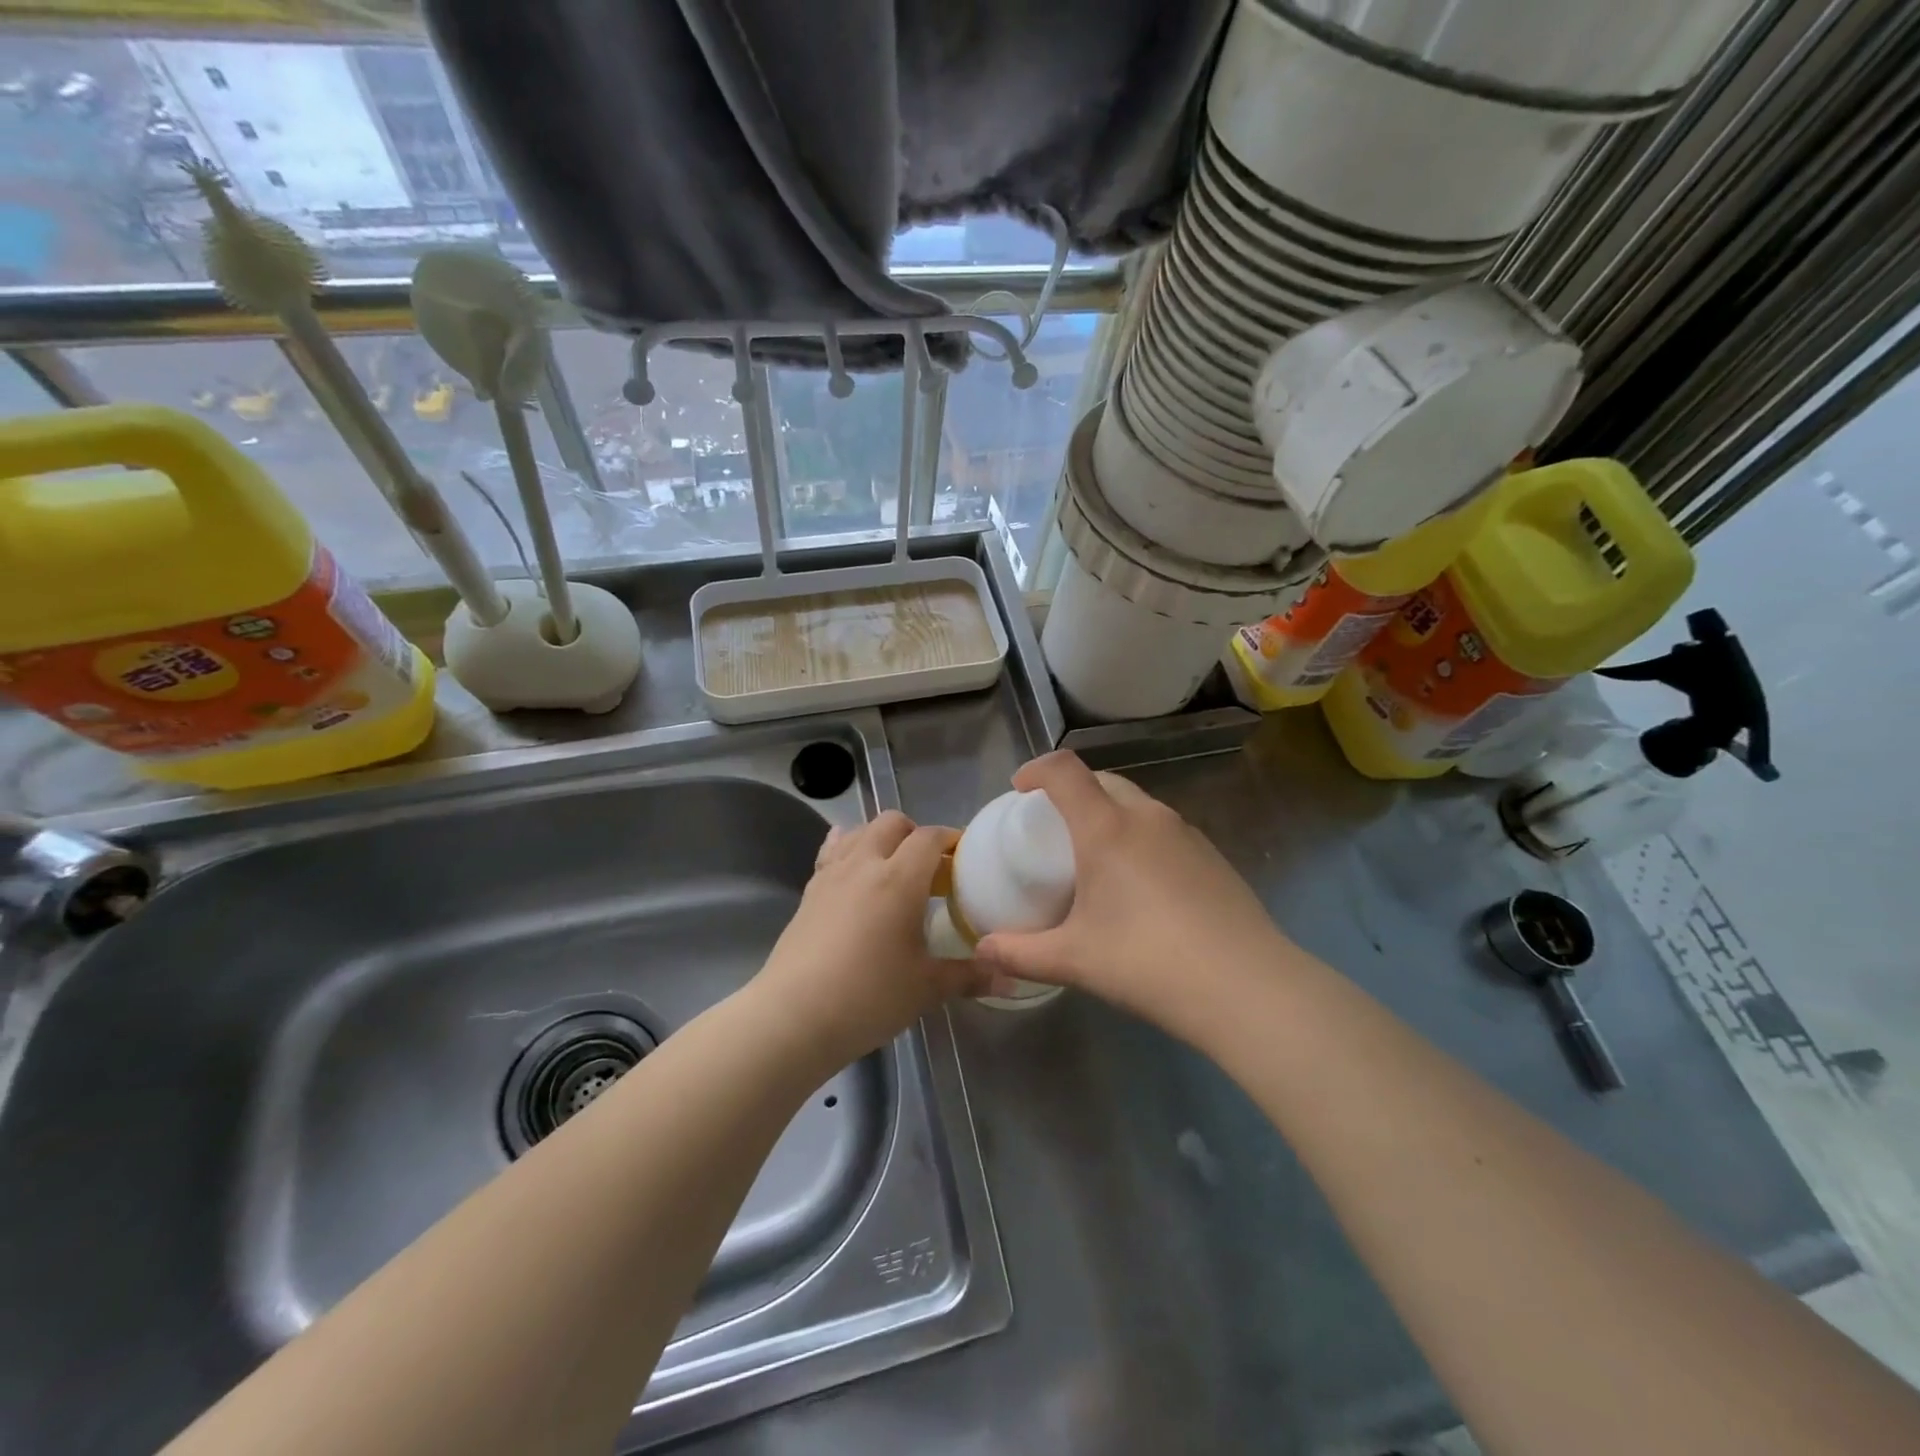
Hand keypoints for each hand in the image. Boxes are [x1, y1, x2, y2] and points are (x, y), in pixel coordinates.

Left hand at [753, 810, 990, 1067]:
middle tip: (930, 867)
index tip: (964, 857)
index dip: (951, 839)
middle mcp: (864, 864)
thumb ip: (969, 976)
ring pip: (860, 831)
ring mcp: (831, 875)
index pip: (930, 838)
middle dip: (915, 833)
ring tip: (893, 867)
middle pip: (892, 822)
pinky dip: (848, 849)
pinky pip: (832, 851)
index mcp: (899, 879)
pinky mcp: (809, 891)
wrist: (793, 1017)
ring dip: (881, 838)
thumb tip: (1010, 979)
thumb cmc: (869, 997)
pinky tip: (853, 869)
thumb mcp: (926, 989)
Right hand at [973, 752, 1291, 1037]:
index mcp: (1107, 828)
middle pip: (1102, 780)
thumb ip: (1020, 953)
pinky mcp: (1213, 857)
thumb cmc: (1148, 962)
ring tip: (1096, 859)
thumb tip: (982, 950)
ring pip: (1137, 804)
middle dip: (1072, 792)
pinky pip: (1164, 831)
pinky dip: (1140, 838)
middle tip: (1054, 829)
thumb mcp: (1074, 960)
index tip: (1019, 790)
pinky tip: (1142, 888)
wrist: (1247, 987)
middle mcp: (1148, 817)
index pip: (1065, 770)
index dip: (1037, 769)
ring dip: (1109, 814)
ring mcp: (1187, 834)